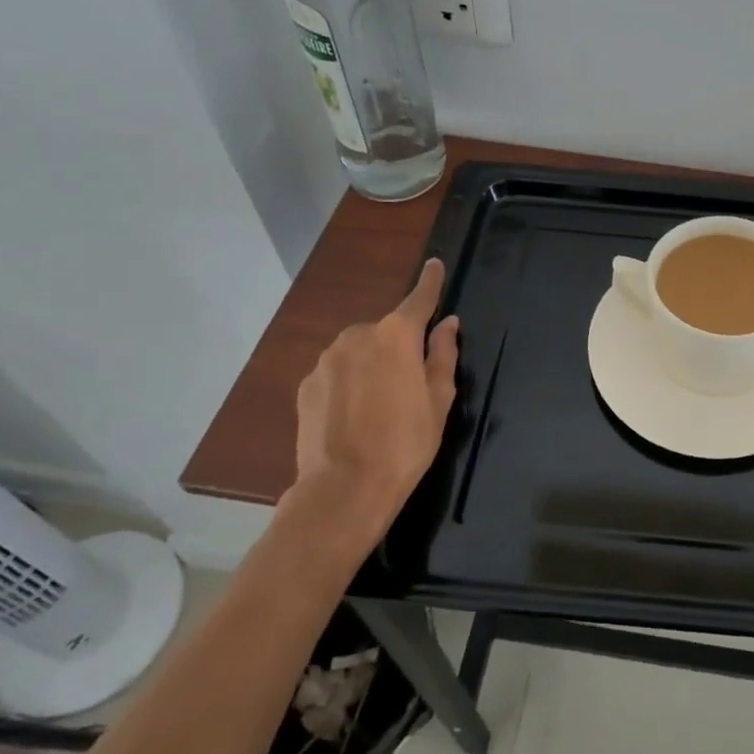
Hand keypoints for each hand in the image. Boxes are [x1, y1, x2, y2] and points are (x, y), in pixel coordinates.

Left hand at [293, 259, 460, 521]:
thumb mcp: (439, 399)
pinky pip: (337, 372)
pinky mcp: (307, 384)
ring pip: (359, 350)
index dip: (430, 282)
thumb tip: (447, 324)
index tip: (435, 264)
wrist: (344, 489)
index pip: (419, 298)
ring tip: (379, 405)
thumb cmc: (406, 442)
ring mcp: (327, 359)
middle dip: (399, 346)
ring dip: (372, 364)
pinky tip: (354, 415)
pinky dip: (348, 382)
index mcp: (397, 335)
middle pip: (387, 330)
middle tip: (410, 384)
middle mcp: (359, 335)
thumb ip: (443, 354)